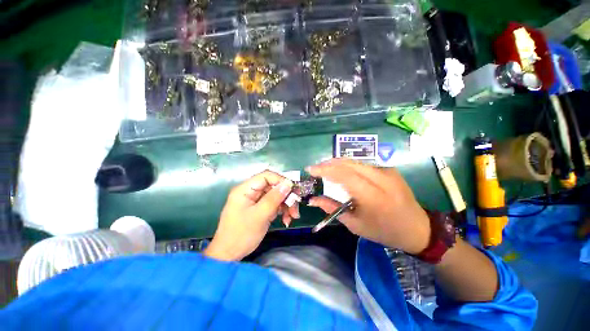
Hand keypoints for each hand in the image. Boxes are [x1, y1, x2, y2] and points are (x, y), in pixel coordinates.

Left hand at [204, 170, 297, 260]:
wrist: (229, 255)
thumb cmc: (242, 234)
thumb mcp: (260, 215)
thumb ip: (274, 198)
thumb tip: (288, 183)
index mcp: (245, 189)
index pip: (266, 176)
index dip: (281, 180)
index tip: (293, 190)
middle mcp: (251, 192)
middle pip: (273, 187)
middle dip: (286, 197)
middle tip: (295, 208)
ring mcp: (255, 201)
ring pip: (275, 196)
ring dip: (285, 205)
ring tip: (292, 217)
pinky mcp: (259, 209)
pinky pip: (273, 205)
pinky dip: (281, 211)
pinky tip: (286, 220)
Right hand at [307, 159, 430, 253]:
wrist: (417, 228)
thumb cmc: (384, 231)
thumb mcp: (355, 225)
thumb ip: (332, 208)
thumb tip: (312, 199)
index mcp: (373, 196)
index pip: (344, 175)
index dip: (325, 170)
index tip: (310, 169)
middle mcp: (381, 179)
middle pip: (348, 163)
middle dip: (328, 164)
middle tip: (316, 169)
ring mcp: (387, 171)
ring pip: (355, 161)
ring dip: (337, 163)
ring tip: (325, 169)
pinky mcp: (389, 169)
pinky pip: (363, 164)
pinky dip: (348, 165)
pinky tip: (341, 171)